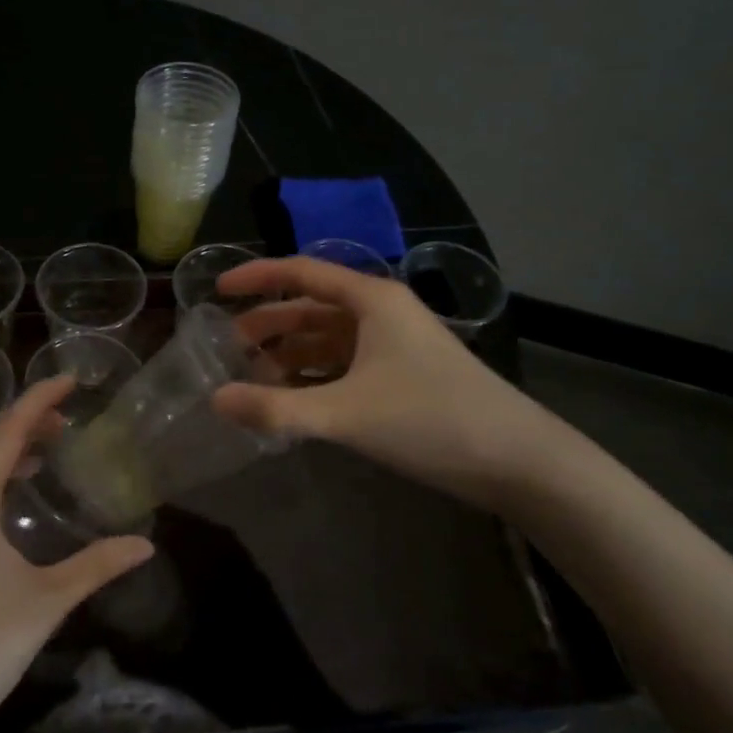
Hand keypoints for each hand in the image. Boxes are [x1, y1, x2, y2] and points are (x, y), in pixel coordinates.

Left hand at [0, 376, 153, 732]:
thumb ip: (97, 565)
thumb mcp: (47, 600)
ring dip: (7, 449)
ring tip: (48, 445)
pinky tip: (14, 494)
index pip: (6, 432)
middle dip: (25, 421)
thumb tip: (146, 544)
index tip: (70, 380)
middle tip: (68, 415)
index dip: (38, 400)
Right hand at [212, 257, 561, 514]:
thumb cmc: (430, 418)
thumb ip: (277, 408)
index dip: (257, 277)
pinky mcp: (400, 376)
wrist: (516, 460)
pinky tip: (290, 399)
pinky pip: (342, 366)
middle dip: (267, 325)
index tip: (217, 290)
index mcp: (370, 300)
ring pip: (326, 340)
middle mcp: (380, 313)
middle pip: (310, 308)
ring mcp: (393, 345)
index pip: (301, 272)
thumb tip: (216, 400)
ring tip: (250, 379)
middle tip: (226, 349)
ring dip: (288, 355)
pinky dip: (312, 377)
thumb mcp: (345, 413)